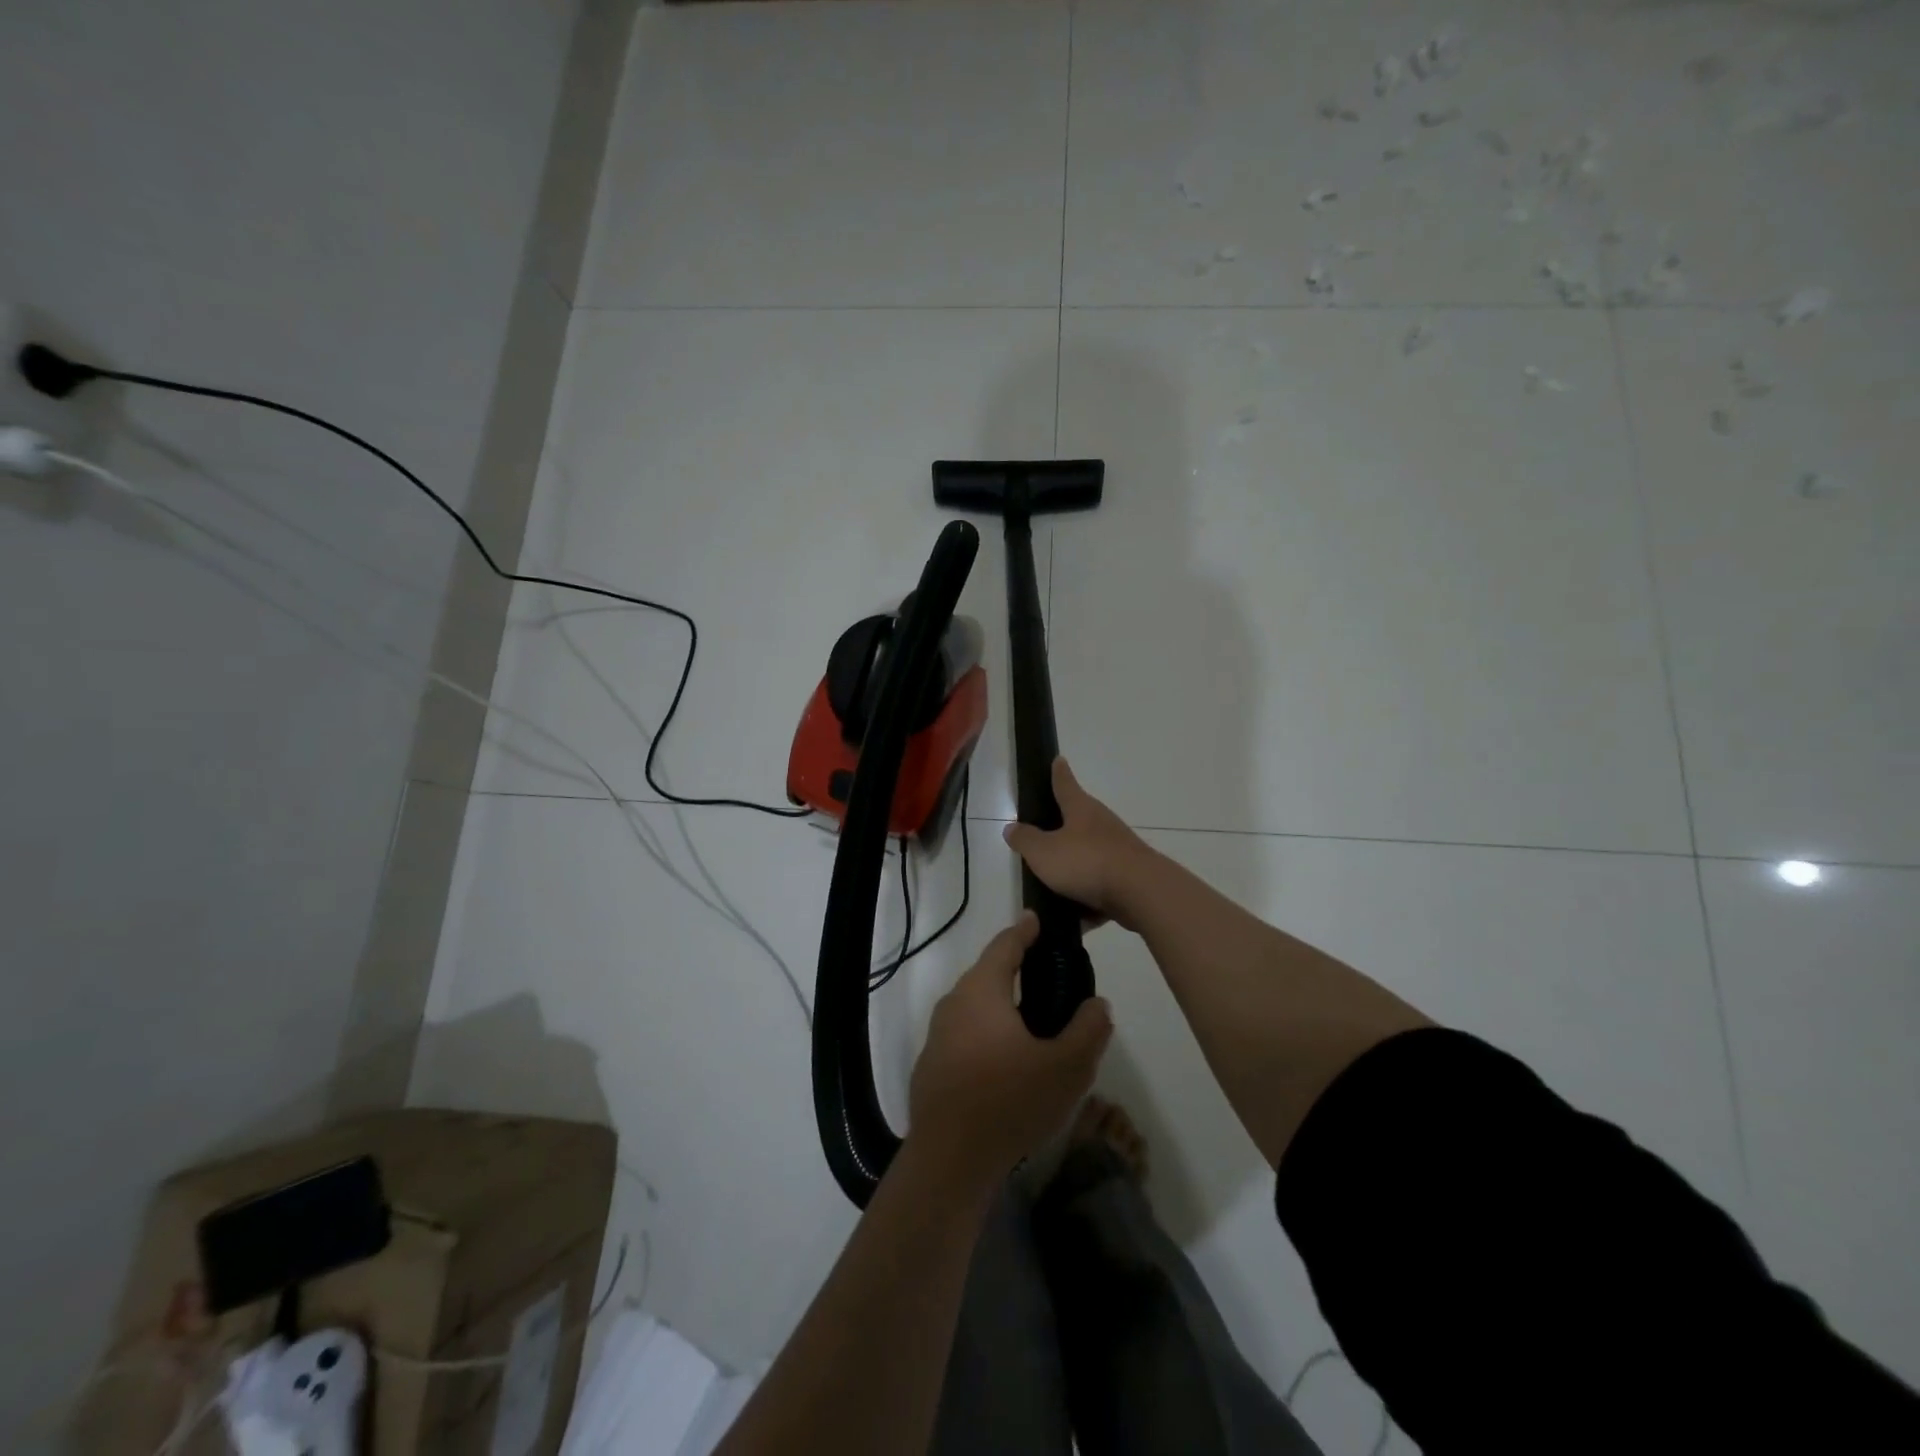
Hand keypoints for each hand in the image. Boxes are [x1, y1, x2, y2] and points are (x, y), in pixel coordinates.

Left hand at [908, 913, 1113, 1190]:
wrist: (949, 1161)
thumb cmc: (1009, 1102)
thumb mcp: (1066, 1068)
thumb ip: (1089, 1030)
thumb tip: (1097, 1004)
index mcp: (981, 991)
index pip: (1005, 945)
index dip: (1024, 930)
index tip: (1037, 919)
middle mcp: (953, 1003)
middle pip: (988, 974)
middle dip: (1015, 968)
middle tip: (1049, 975)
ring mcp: (937, 1035)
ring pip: (976, 1006)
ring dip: (1002, 1005)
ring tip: (1034, 1020)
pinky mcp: (933, 1065)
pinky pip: (965, 1034)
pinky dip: (987, 1033)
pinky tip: (1007, 1060)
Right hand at [1003, 758, 1156, 930]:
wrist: (1141, 893)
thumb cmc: (1086, 862)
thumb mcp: (1043, 852)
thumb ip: (1025, 840)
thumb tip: (1011, 828)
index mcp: (1081, 810)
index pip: (1065, 784)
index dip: (1058, 772)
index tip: (1058, 759)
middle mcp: (1102, 824)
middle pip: (1078, 820)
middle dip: (1062, 827)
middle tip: (1042, 836)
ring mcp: (1119, 850)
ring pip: (1090, 856)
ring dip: (1074, 868)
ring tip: (1052, 887)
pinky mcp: (1129, 877)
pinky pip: (1101, 886)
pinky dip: (1088, 899)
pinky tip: (1076, 919)